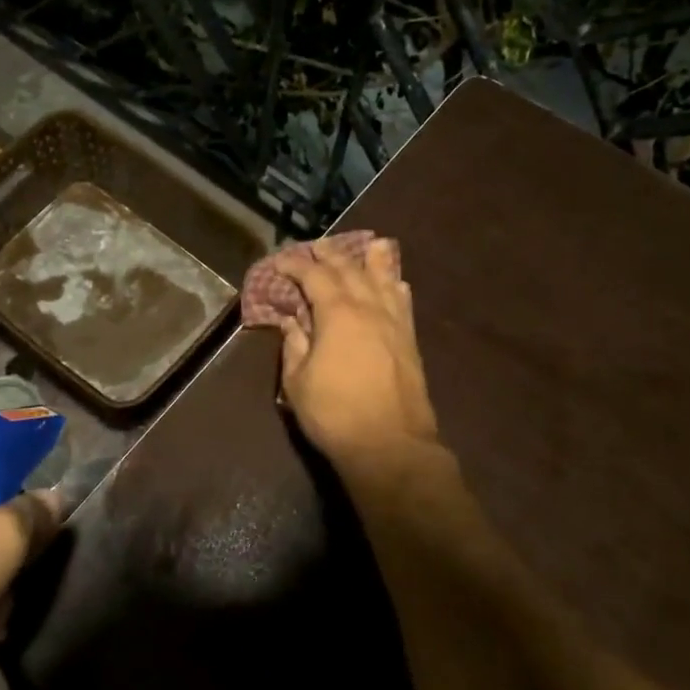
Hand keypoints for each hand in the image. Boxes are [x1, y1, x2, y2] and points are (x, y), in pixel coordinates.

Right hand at [279, 236, 440, 473]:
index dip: (295, 265)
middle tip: (316, 246)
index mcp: (337, 313)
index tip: (280, 261)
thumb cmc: (334, 413)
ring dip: (371, 260)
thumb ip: (294, 345)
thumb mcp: (298, 381)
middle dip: (330, 255)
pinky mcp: (409, 340)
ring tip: (366, 245)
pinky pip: (403, 301)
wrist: (389, 444)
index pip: (314, 276)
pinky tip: (395, 282)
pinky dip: (395, 285)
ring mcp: (394, 322)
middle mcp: (369, 308)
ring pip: (384, 279)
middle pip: (350, 270)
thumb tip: (291, 322)